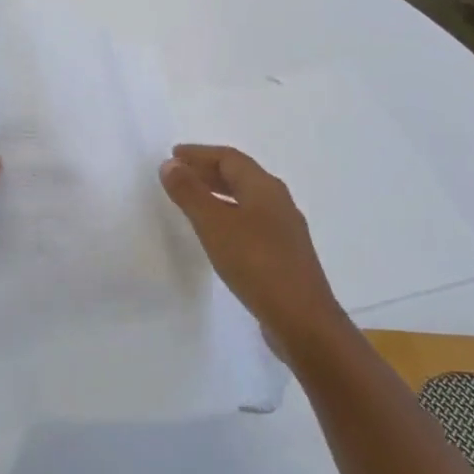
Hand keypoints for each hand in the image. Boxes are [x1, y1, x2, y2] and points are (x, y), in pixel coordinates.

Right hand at [159, 144, 341, 349]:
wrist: (302, 320)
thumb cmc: (256, 263)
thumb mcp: (214, 225)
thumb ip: (190, 192)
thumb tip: (170, 164)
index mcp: (264, 187)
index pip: (229, 158)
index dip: (199, 154)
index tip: (173, 155)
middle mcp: (278, 202)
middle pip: (240, 176)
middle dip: (208, 171)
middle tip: (178, 174)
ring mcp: (284, 230)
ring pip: (246, 199)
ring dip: (218, 194)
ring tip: (192, 201)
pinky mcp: (284, 255)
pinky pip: (251, 222)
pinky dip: (229, 216)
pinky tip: (218, 235)